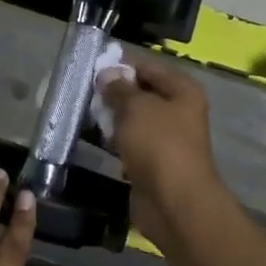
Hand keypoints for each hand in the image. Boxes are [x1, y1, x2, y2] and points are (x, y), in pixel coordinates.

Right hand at [98, 58, 222, 248]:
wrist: (173, 201)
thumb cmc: (158, 144)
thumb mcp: (135, 107)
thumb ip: (118, 88)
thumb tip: (106, 74)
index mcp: (182, 91)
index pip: (148, 67)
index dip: (121, 65)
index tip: (92, 67)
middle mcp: (178, 111)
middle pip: (141, 93)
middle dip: (114, 92)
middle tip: (83, 91)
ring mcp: (166, 138)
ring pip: (134, 119)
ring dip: (111, 117)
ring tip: (83, 112)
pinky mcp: (153, 161)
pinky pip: (130, 142)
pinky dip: (114, 140)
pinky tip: (94, 137)